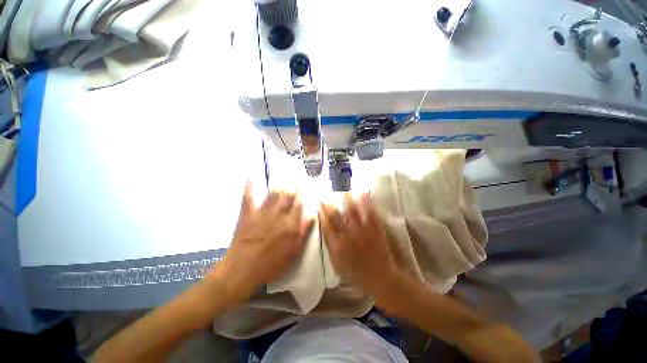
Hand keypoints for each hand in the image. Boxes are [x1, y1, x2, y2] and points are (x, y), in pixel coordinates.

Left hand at [210, 182, 313, 306]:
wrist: (244, 269)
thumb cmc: (272, 264)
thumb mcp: (294, 251)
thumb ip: (303, 232)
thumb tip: (312, 216)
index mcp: (290, 224)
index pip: (299, 205)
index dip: (302, 196)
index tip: (304, 189)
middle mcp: (278, 214)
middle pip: (287, 197)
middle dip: (292, 188)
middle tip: (295, 182)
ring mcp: (262, 212)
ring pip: (273, 194)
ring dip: (279, 186)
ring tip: (283, 180)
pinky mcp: (248, 213)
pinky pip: (249, 197)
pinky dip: (250, 187)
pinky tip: (251, 177)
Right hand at [318, 193, 401, 300]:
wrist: (380, 278)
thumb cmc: (356, 273)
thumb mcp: (337, 263)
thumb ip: (330, 246)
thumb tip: (325, 229)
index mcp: (338, 246)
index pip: (326, 225)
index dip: (321, 213)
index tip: (318, 204)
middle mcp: (348, 236)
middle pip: (336, 216)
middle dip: (330, 204)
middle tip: (325, 195)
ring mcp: (362, 231)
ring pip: (352, 211)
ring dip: (346, 199)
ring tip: (342, 190)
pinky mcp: (375, 229)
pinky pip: (369, 213)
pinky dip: (366, 202)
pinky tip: (363, 193)